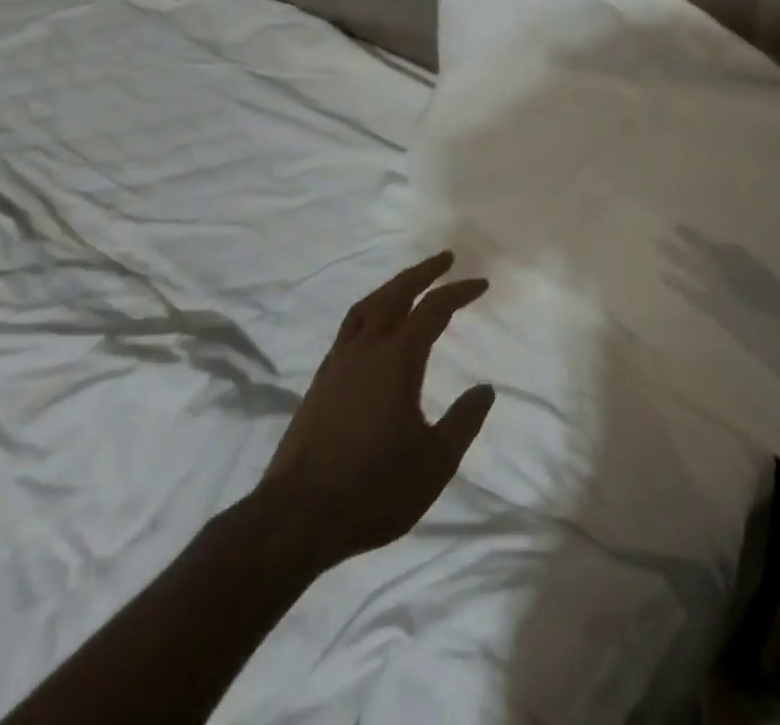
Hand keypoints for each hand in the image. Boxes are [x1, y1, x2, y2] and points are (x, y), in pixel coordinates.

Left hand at [253, 252, 494, 573]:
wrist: (294, 519)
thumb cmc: (373, 489)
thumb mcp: (434, 462)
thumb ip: (463, 421)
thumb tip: (485, 389)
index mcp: (397, 358)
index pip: (434, 309)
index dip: (459, 292)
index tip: (481, 284)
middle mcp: (366, 349)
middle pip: (396, 293)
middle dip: (423, 272)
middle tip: (446, 259)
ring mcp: (337, 363)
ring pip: (367, 306)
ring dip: (393, 287)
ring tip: (410, 283)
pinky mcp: (319, 382)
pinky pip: (349, 327)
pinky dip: (370, 311)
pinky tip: (374, 328)